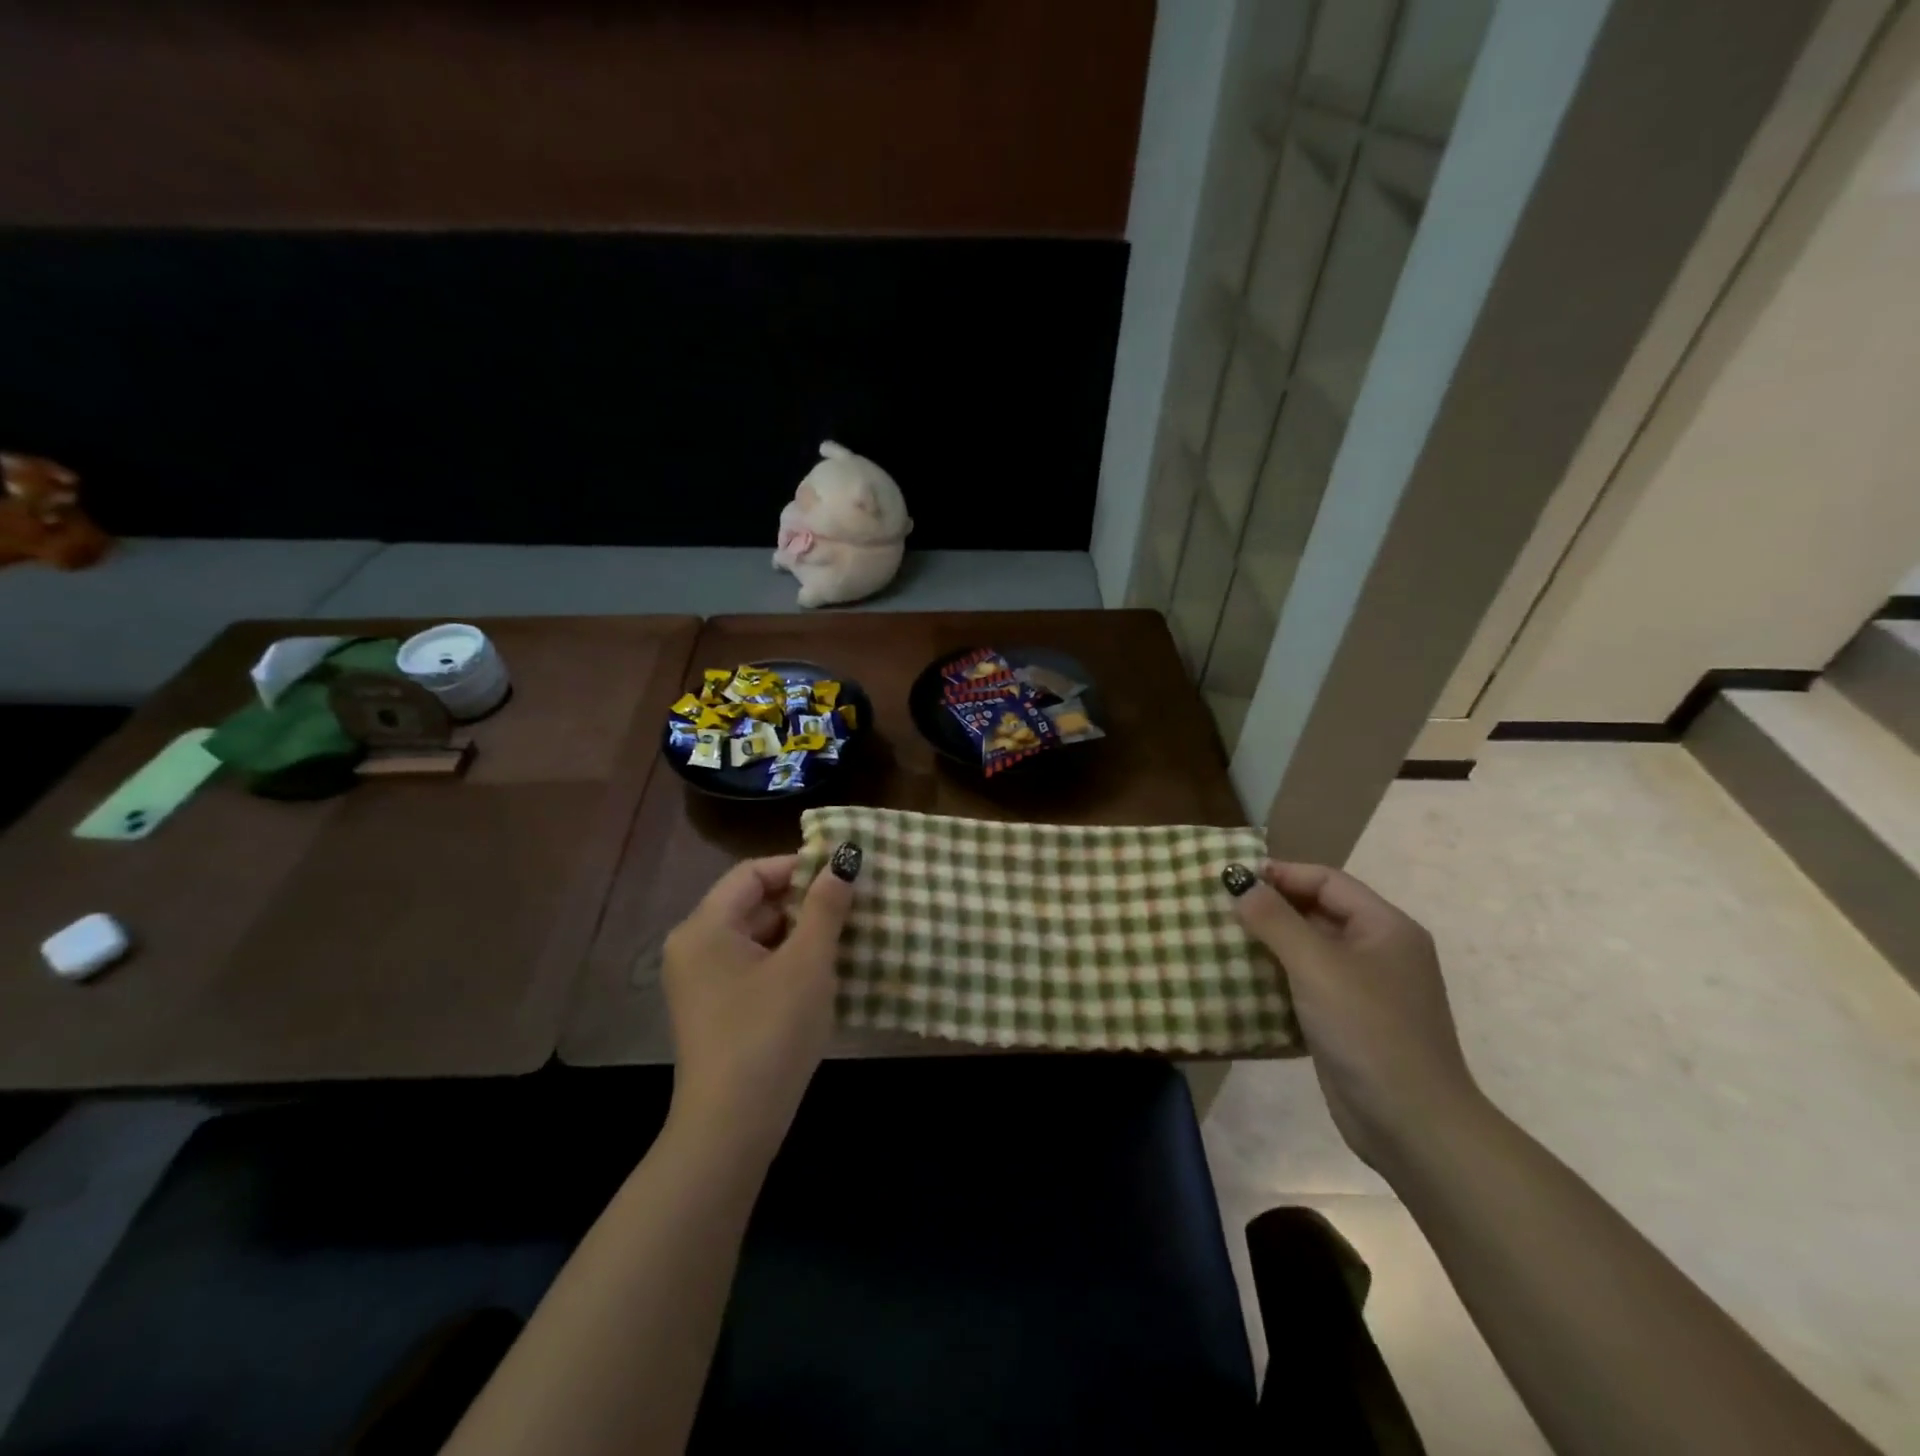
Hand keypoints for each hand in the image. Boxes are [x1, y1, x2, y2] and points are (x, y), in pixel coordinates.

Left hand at [661, 847, 859, 1154]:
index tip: (842, 873)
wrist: (733, 1126)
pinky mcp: (715, 1010)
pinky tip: (824, 972)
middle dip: (803, 901)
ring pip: (757, 937)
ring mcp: (701, 982)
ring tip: (846, 935)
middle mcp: (694, 947)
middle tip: (852, 904)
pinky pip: (753, 966)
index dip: (798, 866)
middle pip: (753, 903)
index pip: (753, 872)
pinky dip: (787, 961)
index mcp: (705, 927)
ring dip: (800, 932)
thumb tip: (844, 860)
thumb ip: (826, 906)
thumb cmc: (770, 1031)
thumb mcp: (808, 962)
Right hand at [1223, 861, 1483, 1172]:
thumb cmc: (1368, 1030)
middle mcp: (1380, 951)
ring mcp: (1366, 989)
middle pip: (1319, 912)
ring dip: (1270, 943)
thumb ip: (1275, 920)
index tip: (1233, 878)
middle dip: (1271, 908)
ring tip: (1224, 940)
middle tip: (1222, 908)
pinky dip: (1277, 977)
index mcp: (1386, 928)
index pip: (1328, 881)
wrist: (1412, 1125)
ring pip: (1310, 950)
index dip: (1282, 874)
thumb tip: (1239, 883)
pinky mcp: (1349, 1022)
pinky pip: (1308, 984)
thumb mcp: (1317, 966)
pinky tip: (1243, 981)